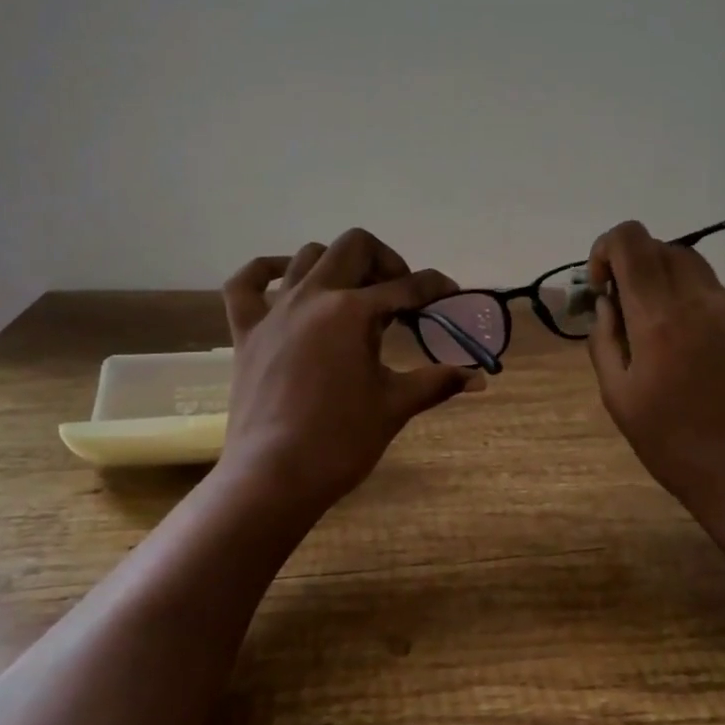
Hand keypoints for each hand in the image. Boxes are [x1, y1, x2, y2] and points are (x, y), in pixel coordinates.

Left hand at [219, 229, 477, 522]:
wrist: (274, 477)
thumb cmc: (341, 441)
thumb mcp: (395, 406)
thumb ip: (437, 382)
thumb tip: (479, 378)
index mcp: (353, 312)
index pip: (406, 286)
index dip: (435, 287)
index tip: (450, 294)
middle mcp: (314, 297)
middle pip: (355, 247)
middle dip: (387, 262)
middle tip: (401, 295)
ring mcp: (275, 311)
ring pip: (308, 256)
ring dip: (338, 264)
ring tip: (354, 293)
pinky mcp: (246, 332)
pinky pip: (246, 284)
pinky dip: (267, 271)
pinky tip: (288, 279)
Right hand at [586, 221, 724, 524]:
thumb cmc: (670, 442)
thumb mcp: (617, 396)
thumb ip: (604, 339)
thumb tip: (607, 303)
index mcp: (658, 318)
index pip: (630, 241)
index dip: (605, 249)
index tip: (601, 288)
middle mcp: (696, 300)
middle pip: (659, 245)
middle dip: (631, 263)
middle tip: (620, 305)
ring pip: (687, 260)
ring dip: (659, 274)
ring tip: (648, 317)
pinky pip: (708, 287)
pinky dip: (684, 292)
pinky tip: (678, 336)